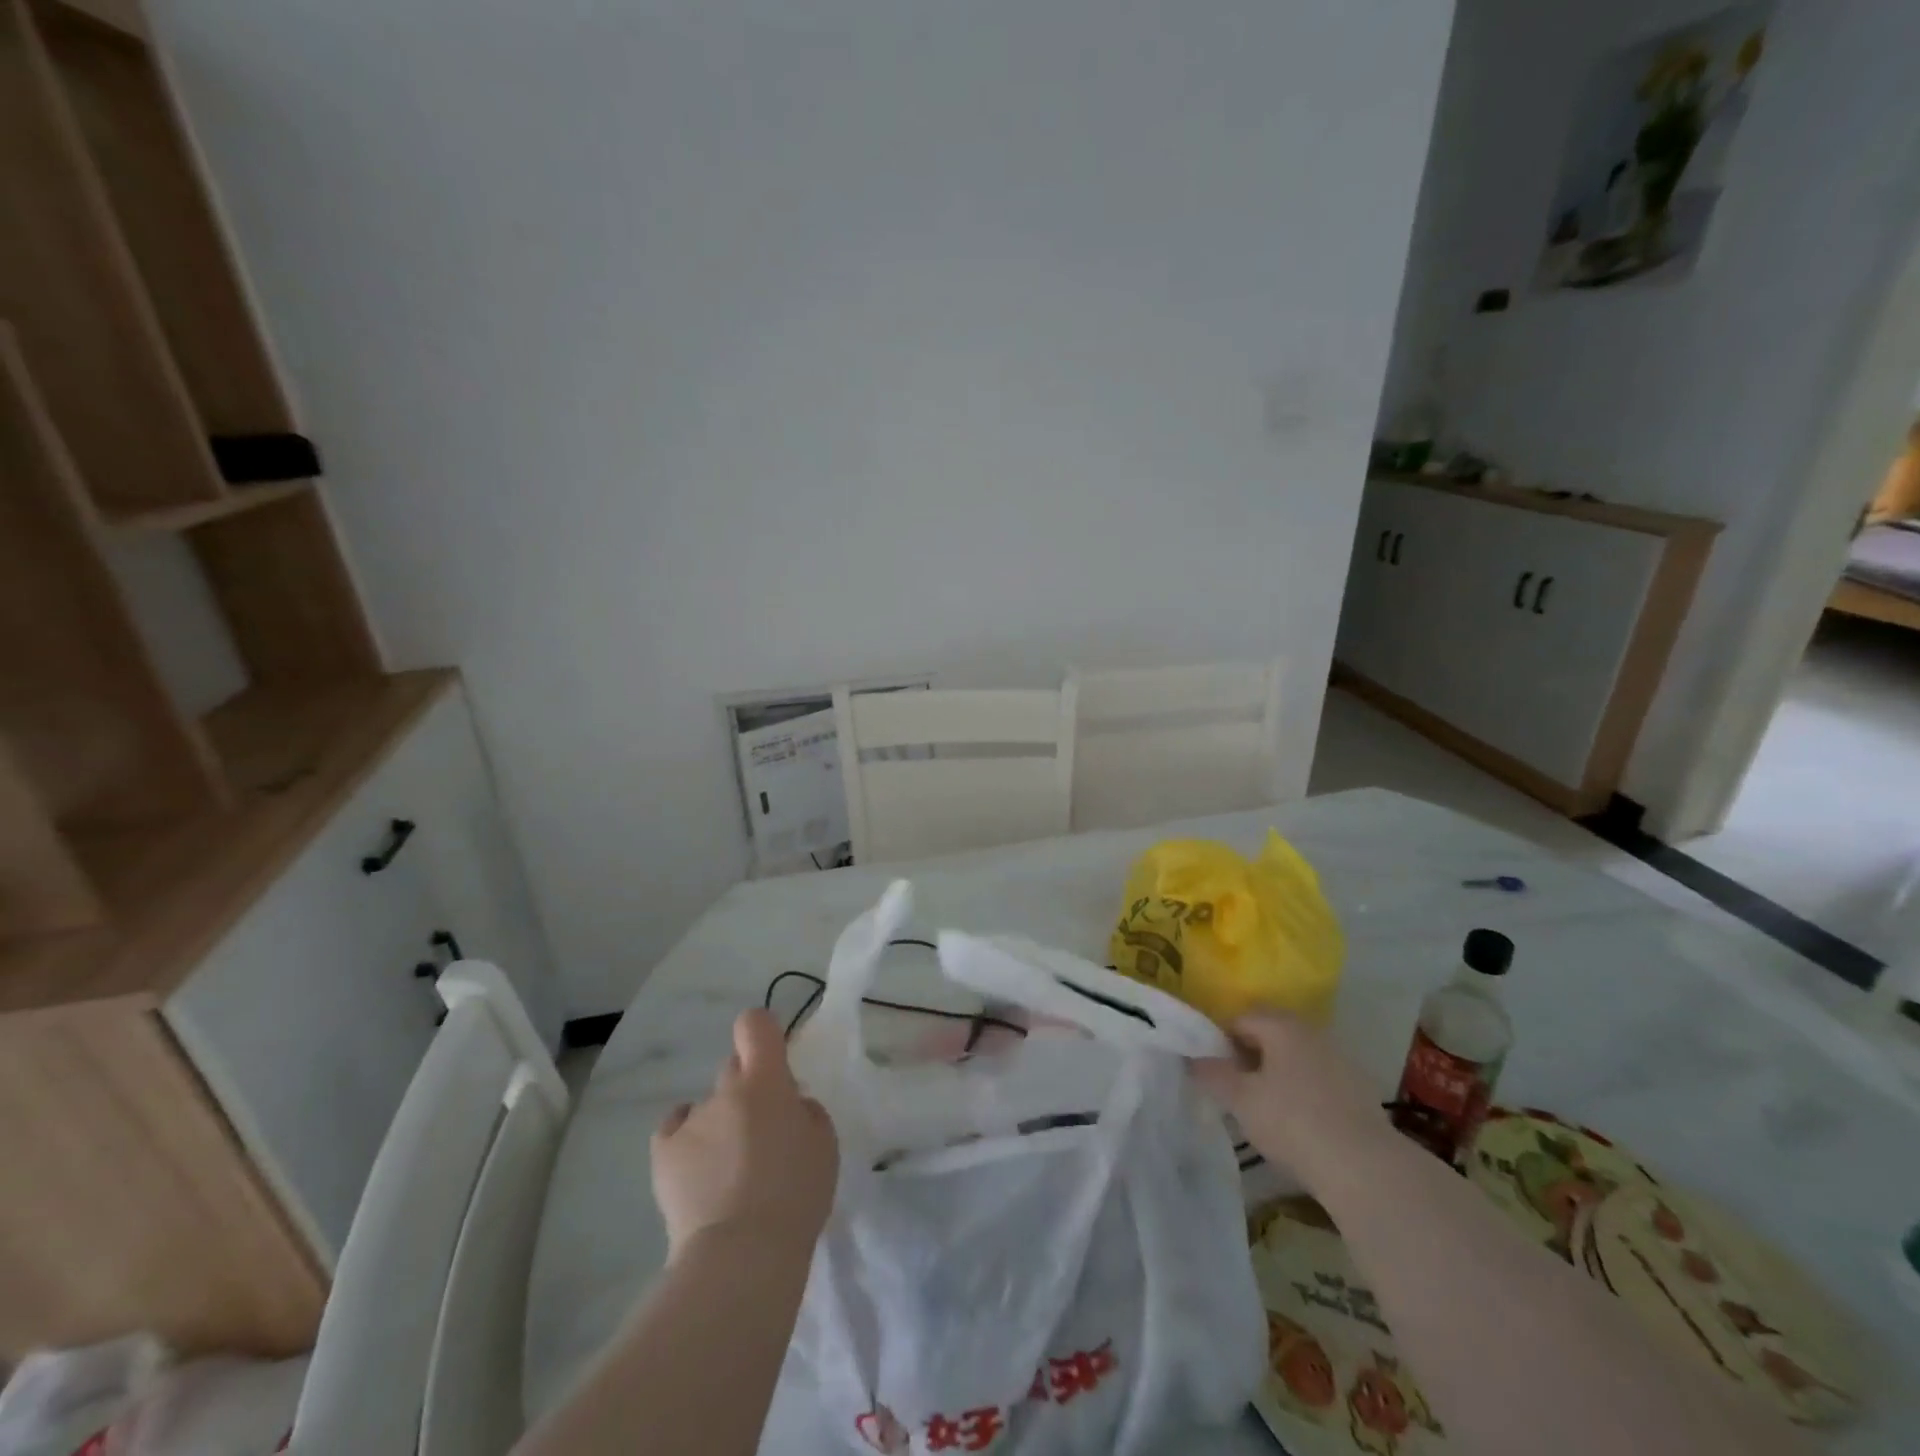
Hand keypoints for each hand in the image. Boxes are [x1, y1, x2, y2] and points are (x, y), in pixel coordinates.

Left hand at [652, 1009, 838, 1257]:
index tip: (773, 1056)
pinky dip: (687, 1139)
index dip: (762, 1032)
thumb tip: (788, 1106)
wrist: (740, 1255)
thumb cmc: (795, 1195)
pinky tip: (698, 1167)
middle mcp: (724, 1091)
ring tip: (730, 1172)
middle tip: (762, 1129)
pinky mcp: (662, 1154)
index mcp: (766, 1081)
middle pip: (732, 1068)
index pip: (755, 1025)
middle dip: (747, 1088)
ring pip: (709, 1108)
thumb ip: (805, 1112)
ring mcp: (691, 1121)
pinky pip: (675, 1129)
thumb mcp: (824, 1144)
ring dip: (721, 1125)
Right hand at [1191, 1010, 1386, 1183]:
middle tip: (1237, 1090)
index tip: (1215, 1072)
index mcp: (1282, 1025)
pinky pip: (1320, 1080)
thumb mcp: (1240, 1100)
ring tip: (1267, 1110)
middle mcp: (1313, 1033)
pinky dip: (1304, 1093)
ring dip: (1279, 1074)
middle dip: (1251, 1056)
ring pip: (1297, 1058)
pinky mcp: (1361, 1091)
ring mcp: (1341, 1060)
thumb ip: (1212, 1074)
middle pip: (1271, 1035)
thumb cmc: (1292, 1122)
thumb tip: (1193, 1059)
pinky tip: (1300, 1125)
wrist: (1365, 1168)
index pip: (1241, 1019)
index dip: (1221, 1042)